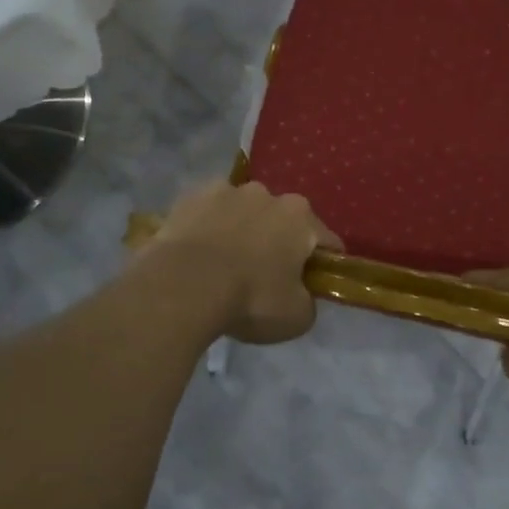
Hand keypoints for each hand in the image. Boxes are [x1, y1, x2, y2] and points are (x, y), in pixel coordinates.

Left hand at [139, 180, 338, 344]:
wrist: (182, 286)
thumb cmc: (250, 299)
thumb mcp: (296, 317)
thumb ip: (308, 301)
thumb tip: (302, 295)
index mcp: (300, 217)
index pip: (326, 241)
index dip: (323, 265)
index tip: (313, 286)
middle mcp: (266, 193)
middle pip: (281, 221)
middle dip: (278, 243)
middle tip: (264, 278)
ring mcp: (225, 191)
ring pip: (242, 213)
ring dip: (240, 232)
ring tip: (224, 266)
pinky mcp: (189, 198)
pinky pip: (207, 216)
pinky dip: (207, 230)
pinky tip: (197, 257)